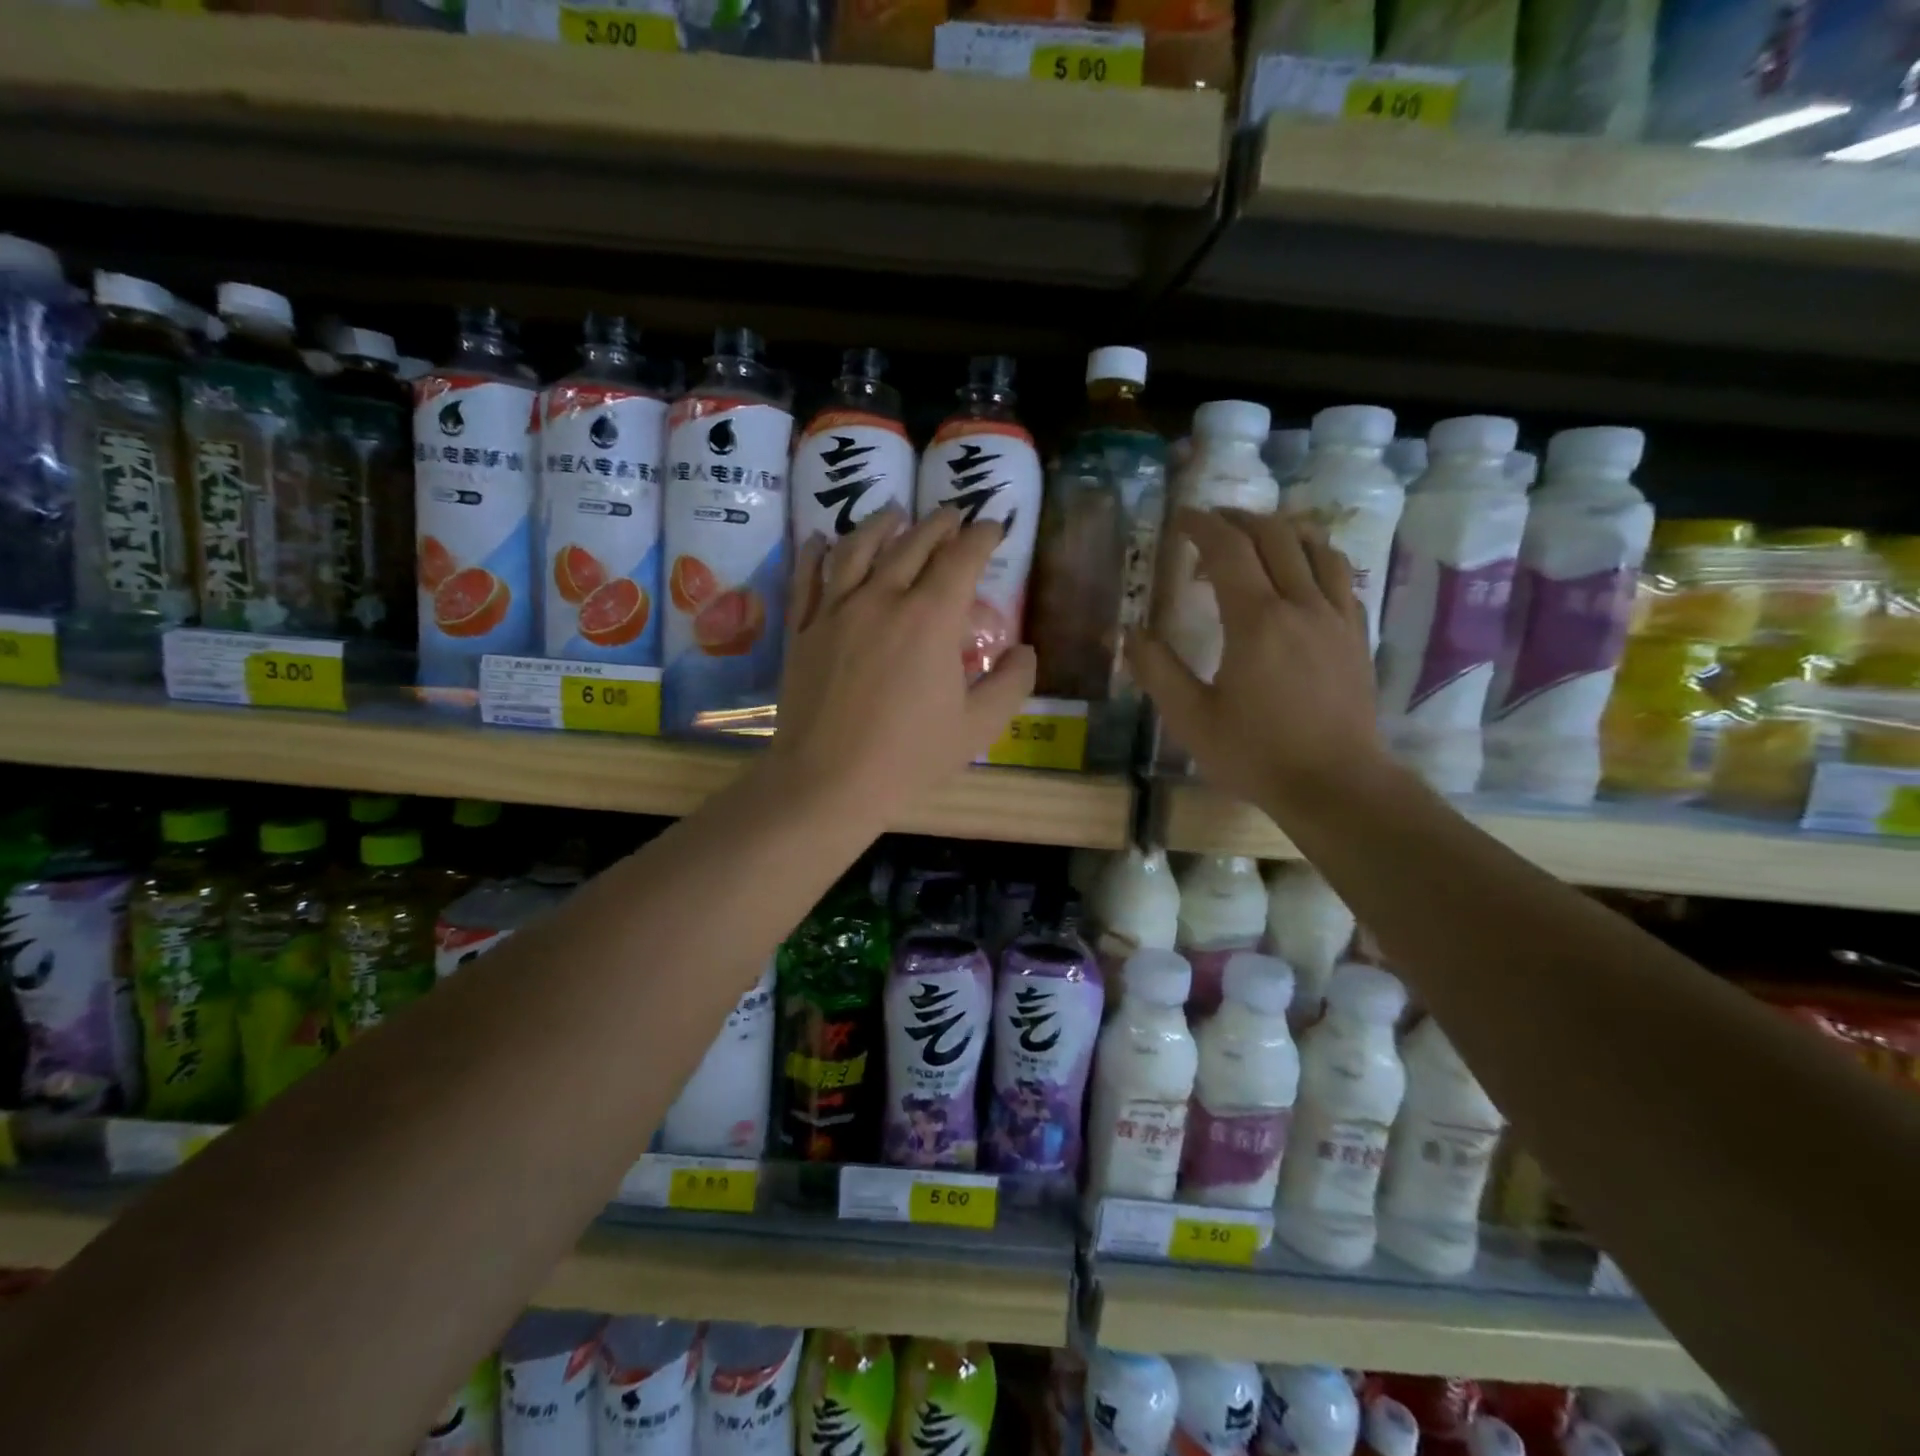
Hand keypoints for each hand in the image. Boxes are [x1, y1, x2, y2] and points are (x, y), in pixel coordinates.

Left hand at [770, 506, 1036, 819]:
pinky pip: (808, 578)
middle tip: (953, 513)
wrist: (828, 781)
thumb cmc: (909, 757)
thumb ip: (1010, 683)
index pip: (962, 558)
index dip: (982, 536)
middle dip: (939, 523)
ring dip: (881, 524)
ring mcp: (835, 610)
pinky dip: (817, 551)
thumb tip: (1025, 650)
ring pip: (857, 548)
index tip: (993, 527)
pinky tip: (822, 539)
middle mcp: (882, 598)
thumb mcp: (978, 727)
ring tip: (894, 512)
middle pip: (913, 543)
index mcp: (931, 618)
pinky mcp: (803, 629)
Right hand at [1127, 508, 1384, 814]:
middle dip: (1239, 519)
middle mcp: (1300, 604)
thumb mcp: (1190, 718)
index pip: (1228, 549)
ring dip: (1282, 530)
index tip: (1181, 519)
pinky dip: (1315, 559)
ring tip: (1257, 537)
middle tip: (1211, 523)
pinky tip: (1301, 575)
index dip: (1202, 526)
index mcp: (1256, 620)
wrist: (1336, 784)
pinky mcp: (1356, 636)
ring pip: (1316, 547)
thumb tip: (1128, 632)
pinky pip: (1339, 577)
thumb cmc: (1255, 754)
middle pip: (1274, 536)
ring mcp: (1336, 617)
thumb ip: (1157, 670)